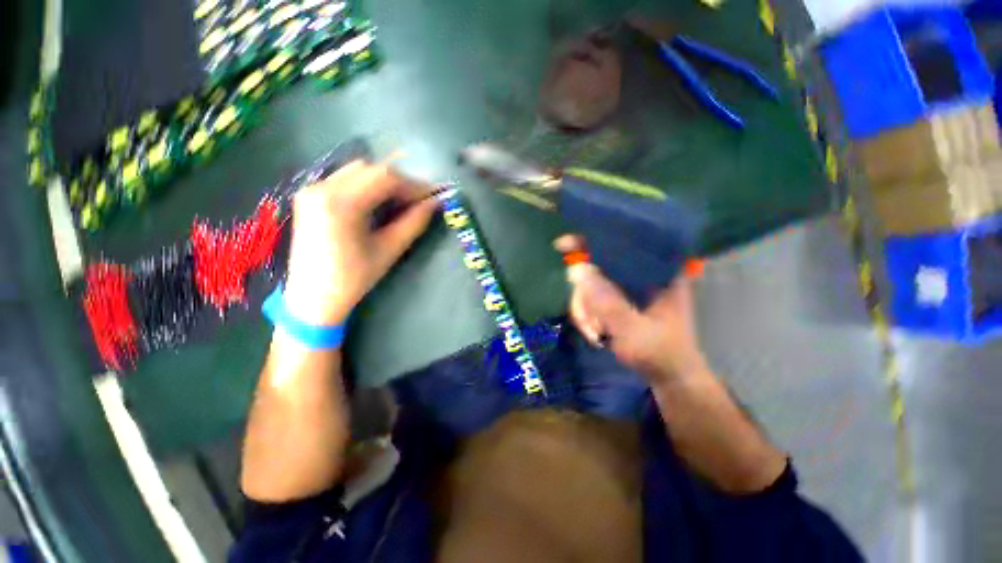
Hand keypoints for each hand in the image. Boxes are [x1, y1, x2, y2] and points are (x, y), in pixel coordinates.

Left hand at [283, 161, 437, 324]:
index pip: (384, 177)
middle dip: (399, 182)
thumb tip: (434, 203)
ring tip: (400, 203)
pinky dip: (367, 186)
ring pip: (357, 171)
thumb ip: (414, 223)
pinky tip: (377, 204)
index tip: (431, 197)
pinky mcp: (309, 196)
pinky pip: (344, 180)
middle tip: (417, 201)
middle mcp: (321, 188)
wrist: (312, 298)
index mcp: (340, 203)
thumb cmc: (353, 278)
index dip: (413, 185)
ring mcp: (312, 190)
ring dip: (383, 182)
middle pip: (370, 169)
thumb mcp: (389, 250)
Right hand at [556, 235, 708, 384]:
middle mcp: (641, 273)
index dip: (591, 240)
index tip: (562, 246)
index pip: (622, 242)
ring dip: (585, 310)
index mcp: (657, 270)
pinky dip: (587, 314)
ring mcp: (628, 288)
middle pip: (598, 266)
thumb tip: (575, 269)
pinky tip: (594, 332)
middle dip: (584, 296)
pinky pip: (593, 298)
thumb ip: (606, 301)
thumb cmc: (660, 352)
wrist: (670, 377)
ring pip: (591, 284)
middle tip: (586, 322)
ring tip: (593, 332)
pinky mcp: (619, 300)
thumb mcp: (634, 329)